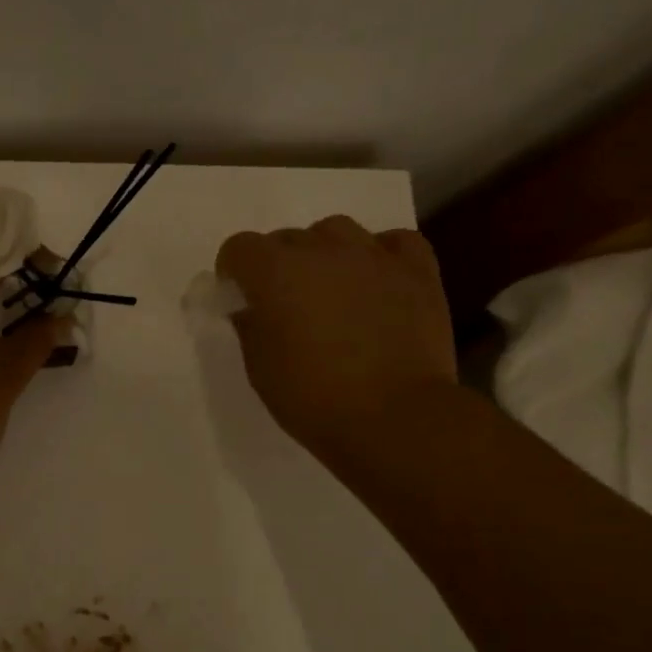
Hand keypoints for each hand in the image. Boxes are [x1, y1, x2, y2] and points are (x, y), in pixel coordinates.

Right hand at [215, 217, 457, 462]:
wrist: (396, 419)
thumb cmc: (314, 399)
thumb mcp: (260, 369)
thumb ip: (250, 327)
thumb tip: (250, 307)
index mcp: (275, 273)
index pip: (240, 248)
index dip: (234, 271)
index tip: (239, 297)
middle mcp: (322, 250)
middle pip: (287, 238)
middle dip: (278, 265)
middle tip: (286, 305)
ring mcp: (374, 256)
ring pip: (337, 231)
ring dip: (325, 254)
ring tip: (332, 290)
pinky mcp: (417, 271)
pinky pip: (393, 243)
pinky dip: (380, 255)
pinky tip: (377, 282)